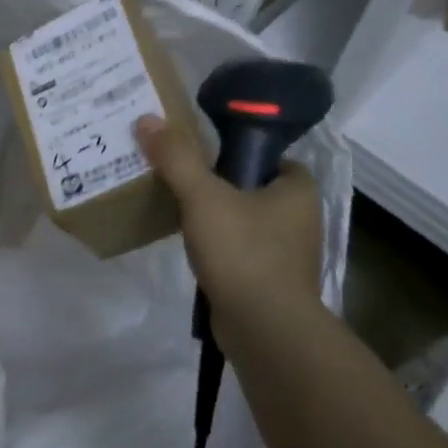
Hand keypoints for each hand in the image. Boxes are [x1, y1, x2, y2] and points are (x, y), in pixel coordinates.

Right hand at [135, 114, 325, 328]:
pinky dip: (218, 249)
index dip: (236, 153)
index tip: (202, 156)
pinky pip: (240, 251)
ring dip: (216, 219)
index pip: (269, 157)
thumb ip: (176, 158)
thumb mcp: (203, 197)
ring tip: (177, 213)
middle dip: (219, 186)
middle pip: (252, 189)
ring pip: (245, 222)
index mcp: (298, 190)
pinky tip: (192, 250)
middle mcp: (300, 219)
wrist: (264, 327)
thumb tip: (147, 120)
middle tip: (180, 181)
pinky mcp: (270, 281)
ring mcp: (287, 254)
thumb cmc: (243, 251)